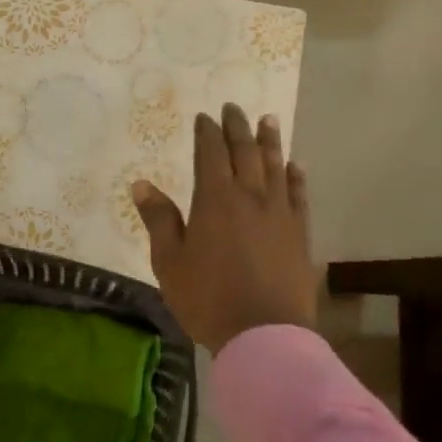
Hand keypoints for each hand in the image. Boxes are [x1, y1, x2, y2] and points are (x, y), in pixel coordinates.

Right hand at [131, 104, 318, 351]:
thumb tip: (141, 184)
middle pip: (244, 153)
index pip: (210, 154)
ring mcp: (279, 214)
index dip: (207, 132)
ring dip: (270, 141)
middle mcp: (250, 197)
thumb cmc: (207, 298)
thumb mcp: (169, 262)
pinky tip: (295, 166)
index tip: (204, 116)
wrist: (264, 334)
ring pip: (275, 167)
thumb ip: (159, 220)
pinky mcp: (299, 234)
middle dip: (237, 127)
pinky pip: (299, 195)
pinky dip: (295, 176)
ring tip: (268, 120)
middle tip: (233, 107)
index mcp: (215, 200)